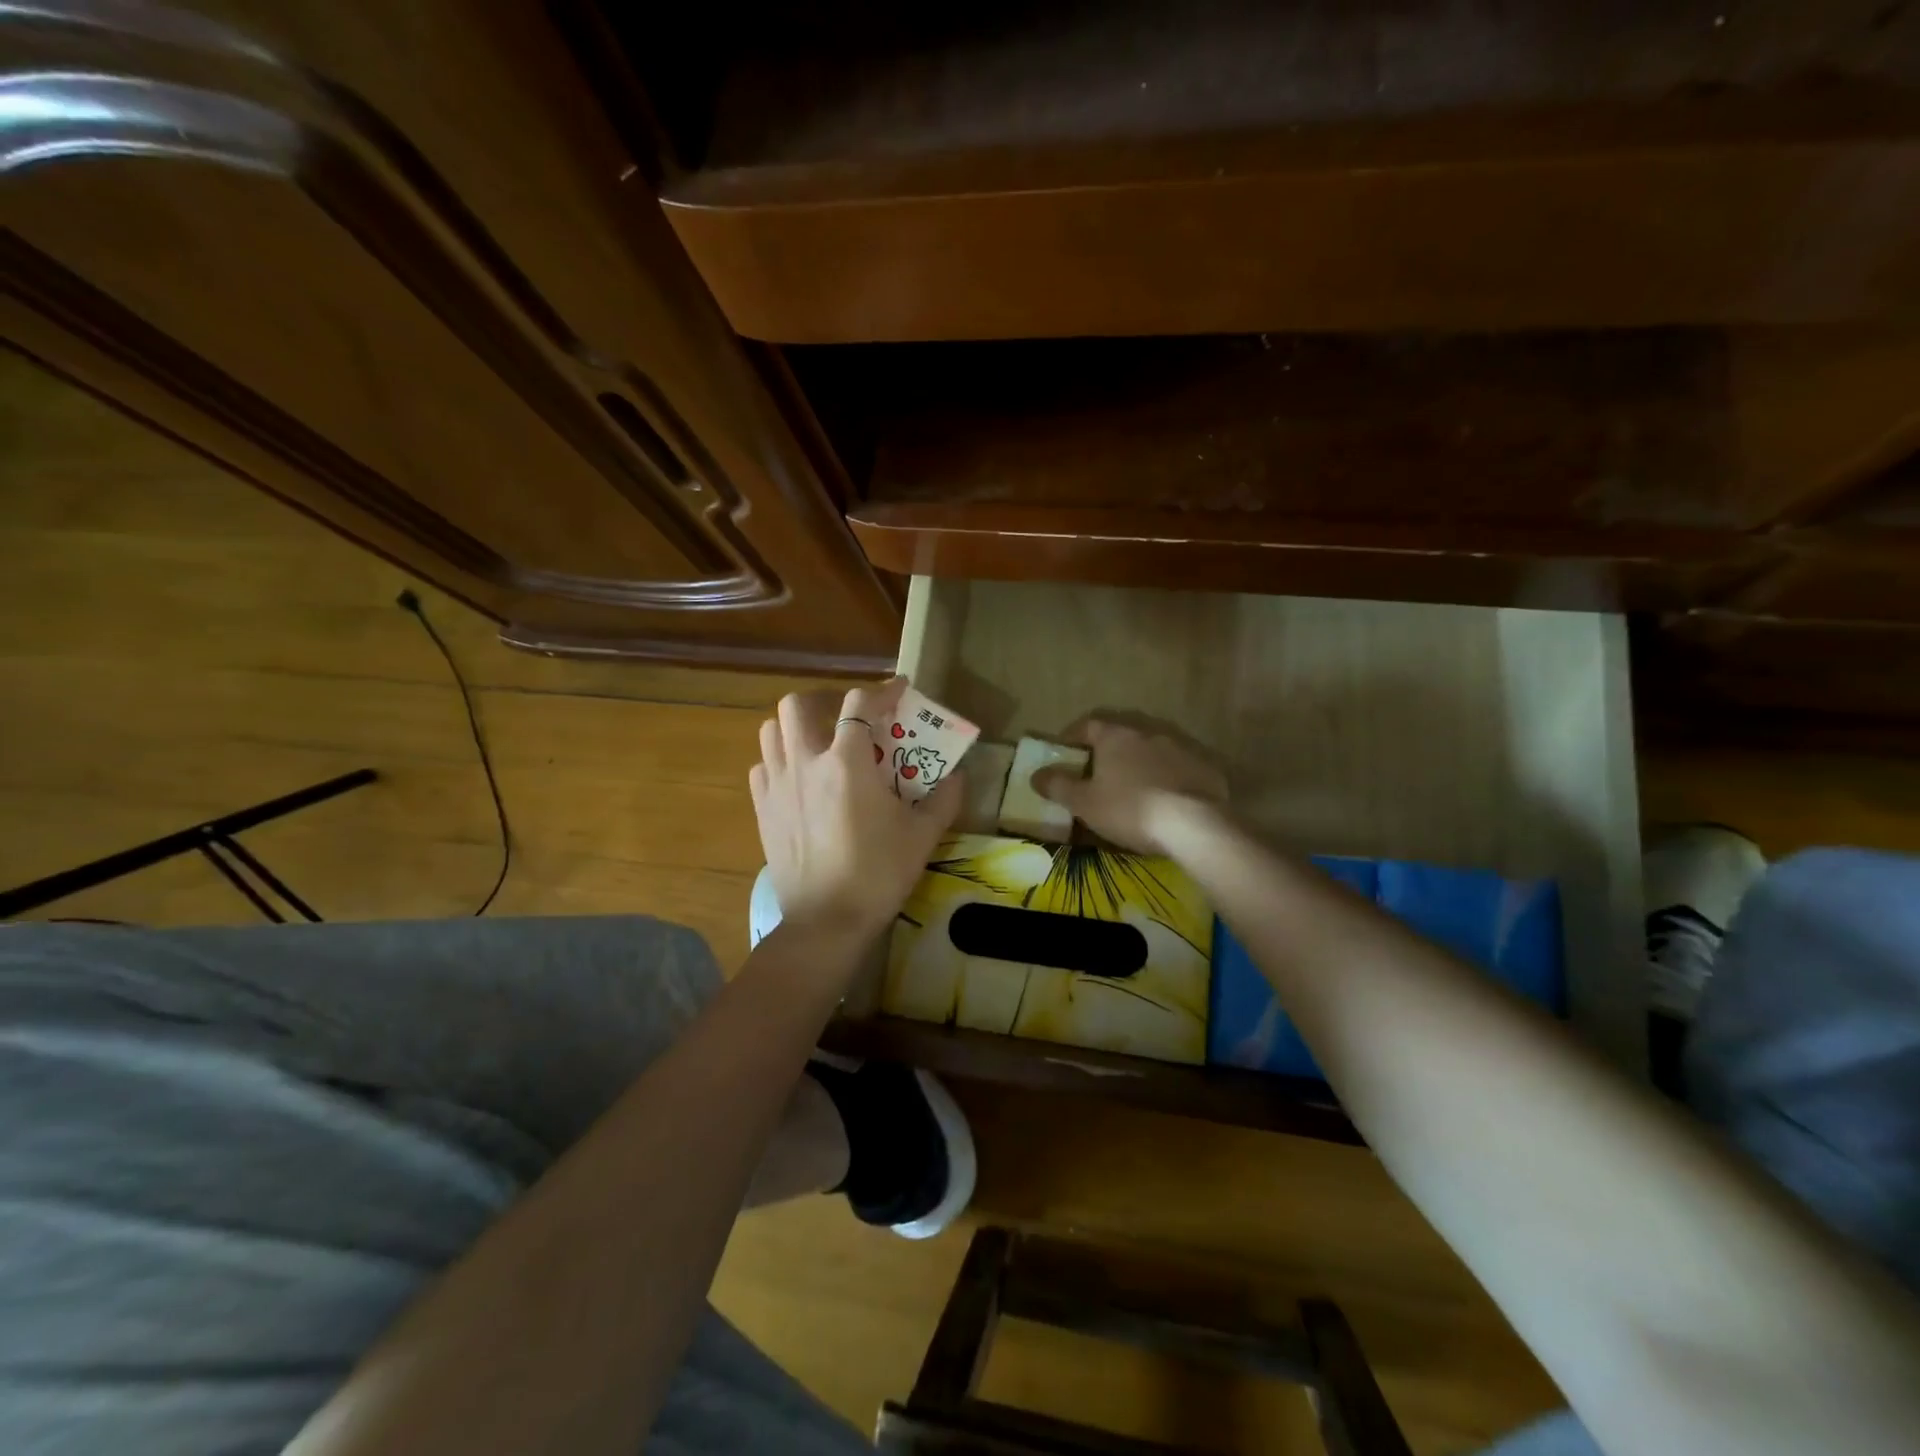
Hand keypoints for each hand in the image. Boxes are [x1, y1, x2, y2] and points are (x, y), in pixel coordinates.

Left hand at [749, 678, 963, 947]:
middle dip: (824, 701)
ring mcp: (778, 786)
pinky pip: (761, 767)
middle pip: (797, 705)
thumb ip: (944, 799)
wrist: (827, 921)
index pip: (860, 706)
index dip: (882, 691)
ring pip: (771, 731)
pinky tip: (797, 780)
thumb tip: (958, 776)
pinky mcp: (762, 809)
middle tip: (847, 720)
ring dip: (795, 728)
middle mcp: (806, 764)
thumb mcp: (922, 835)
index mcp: (847, 764)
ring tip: (818, 744)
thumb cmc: (879, 874)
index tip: (899, 691)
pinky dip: (777, 762)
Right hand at [1032, 714, 1228, 856]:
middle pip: (1120, 733)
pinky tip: (1164, 796)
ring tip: (1131, 784)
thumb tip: (1035, 774)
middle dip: (1106, 748)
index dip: (1072, 737)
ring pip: (1150, 747)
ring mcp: (1179, 745)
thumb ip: (1058, 786)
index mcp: (1115, 735)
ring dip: (1138, 760)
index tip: (1064, 752)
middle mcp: (1147, 731)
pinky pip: (1177, 764)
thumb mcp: (1084, 803)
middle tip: (1097, 770)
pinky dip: (1166, 774)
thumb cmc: (1130, 809)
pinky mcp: (1203, 764)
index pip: (1087, 724)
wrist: (1195, 824)